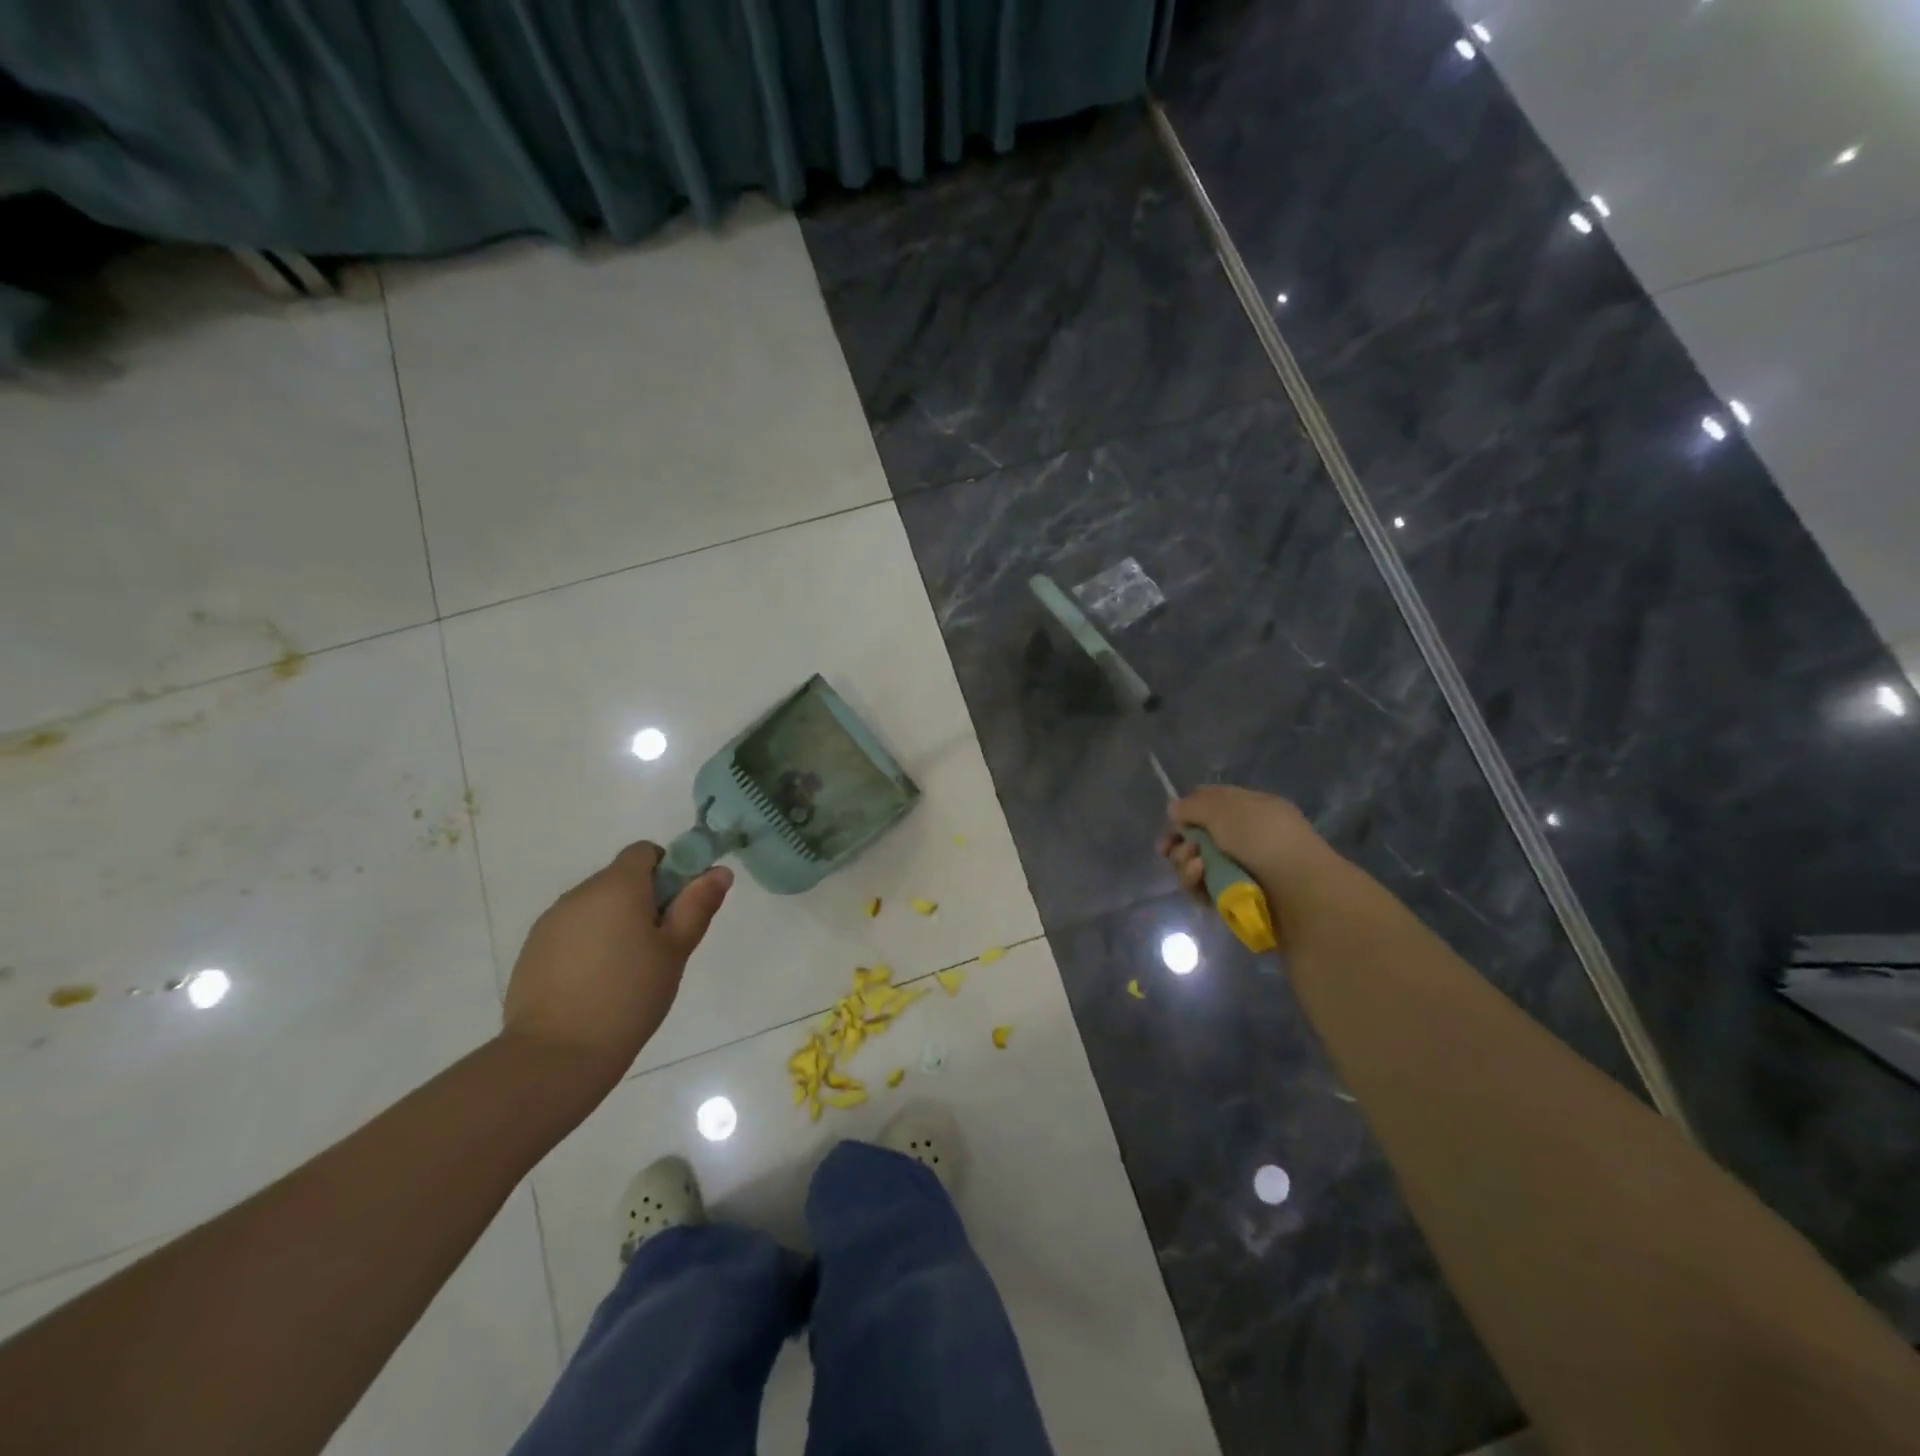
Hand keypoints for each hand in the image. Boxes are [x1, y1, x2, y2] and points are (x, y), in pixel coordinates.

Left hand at [502, 842, 731, 1096]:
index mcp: (617, 886)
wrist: (555, 1055)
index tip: (677, 908)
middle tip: (659, 946)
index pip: (645, 851)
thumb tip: (719, 870)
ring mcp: (551, 921)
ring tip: (626, 970)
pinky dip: (588, 944)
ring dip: (615, 922)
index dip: (668, 870)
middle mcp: (580, 893)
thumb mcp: (675, 951)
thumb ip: (697, 905)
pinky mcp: (532, 950)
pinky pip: (571, 931)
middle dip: (643, 901)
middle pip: (620, 878)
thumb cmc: (629, 996)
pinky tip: (595, 983)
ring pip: (595, 906)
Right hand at [1157, 785, 1338, 941]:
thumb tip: (1174, 810)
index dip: (1186, 810)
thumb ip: (1193, 806)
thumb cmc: (1265, 839)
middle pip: (1196, 837)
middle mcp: (1244, 838)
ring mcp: (1238, 870)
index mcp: (1250, 809)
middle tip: (1171, 848)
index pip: (1210, 803)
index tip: (1172, 820)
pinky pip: (1203, 889)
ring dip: (1185, 863)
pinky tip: (1201, 879)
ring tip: (1196, 866)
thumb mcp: (1225, 809)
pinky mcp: (1233, 898)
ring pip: (1195, 864)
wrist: (1300, 893)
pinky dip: (1196, 883)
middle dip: (1180, 842)